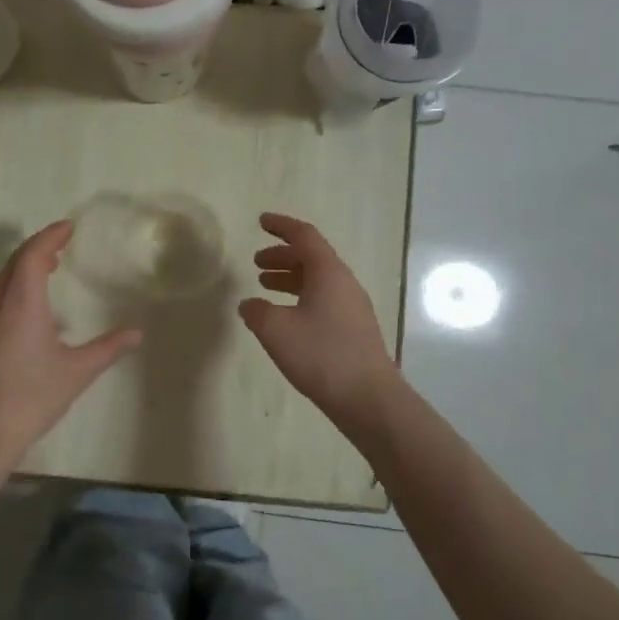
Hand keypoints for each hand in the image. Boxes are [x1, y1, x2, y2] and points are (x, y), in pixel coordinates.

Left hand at [0, 221, 141, 467]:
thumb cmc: (31, 398)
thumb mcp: (77, 372)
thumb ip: (108, 348)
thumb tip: (137, 333)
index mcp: (21, 304)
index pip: (32, 255)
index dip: (49, 237)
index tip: (68, 227)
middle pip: (13, 264)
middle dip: (36, 248)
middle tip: (61, 245)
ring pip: (0, 282)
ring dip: (22, 267)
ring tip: (47, 269)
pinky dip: (13, 287)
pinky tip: (29, 309)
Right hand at [239, 212, 398, 425]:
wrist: (368, 398)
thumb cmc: (321, 355)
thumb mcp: (276, 330)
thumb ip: (257, 312)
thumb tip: (249, 304)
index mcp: (328, 273)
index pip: (304, 236)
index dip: (281, 226)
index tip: (261, 221)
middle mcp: (344, 283)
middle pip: (312, 257)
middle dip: (282, 255)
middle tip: (257, 263)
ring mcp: (353, 307)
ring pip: (318, 280)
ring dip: (291, 278)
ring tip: (265, 287)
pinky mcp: (354, 329)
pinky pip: (324, 300)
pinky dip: (301, 298)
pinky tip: (286, 318)